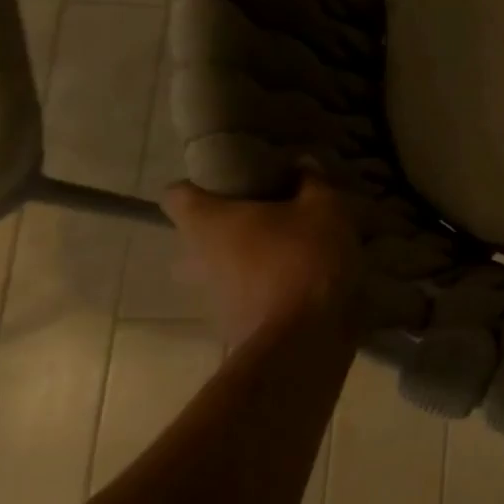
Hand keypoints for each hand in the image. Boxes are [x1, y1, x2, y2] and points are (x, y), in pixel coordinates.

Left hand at [162, 168, 365, 345]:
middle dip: (230, 225)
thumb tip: (302, 164)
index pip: (177, 193)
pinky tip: (301, 283)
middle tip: (271, 218)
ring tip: (291, 253)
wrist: (304, 339)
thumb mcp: (325, 208)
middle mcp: (192, 258)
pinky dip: (264, 288)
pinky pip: (243, 296)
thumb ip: (312, 181)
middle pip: (199, 233)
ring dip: (247, 260)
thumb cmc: (303, 259)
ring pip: (220, 267)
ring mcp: (209, 297)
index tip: (238, 182)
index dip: (203, 184)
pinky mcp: (231, 326)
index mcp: (205, 221)